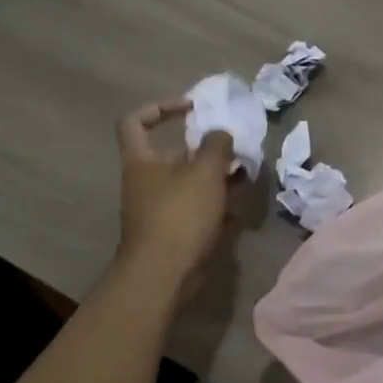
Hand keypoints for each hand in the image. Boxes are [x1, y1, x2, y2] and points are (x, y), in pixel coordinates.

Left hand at [113, 98, 238, 284]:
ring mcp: (160, 208)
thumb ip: (217, 145)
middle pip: (175, 153)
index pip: (135, 121)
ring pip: (191, 182)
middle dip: (207, 149)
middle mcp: (147, 181)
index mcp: (142, 161)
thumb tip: (220, 132)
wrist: (163, 275)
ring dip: (218, 176)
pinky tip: (240, 207)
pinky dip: (217, 204)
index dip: (161, 107)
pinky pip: (198, 208)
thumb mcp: (205, 172)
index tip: (192, 107)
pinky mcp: (175, 231)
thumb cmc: (180, 214)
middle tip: (235, 146)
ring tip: (246, 174)